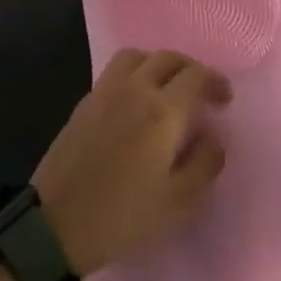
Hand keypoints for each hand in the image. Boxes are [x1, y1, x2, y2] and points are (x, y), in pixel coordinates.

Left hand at [31, 49, 231, 275]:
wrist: (55, 224)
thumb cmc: (122, 216)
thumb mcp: (178, 202)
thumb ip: (204, 164)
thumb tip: (213, 138)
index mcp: (162, 111)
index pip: (196, 76)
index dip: (215, 81)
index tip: (224, 99)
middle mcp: (134, 89)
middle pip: (167, 58)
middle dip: (190, 69)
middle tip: (202, 93)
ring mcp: (105, 92)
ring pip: (138, 56)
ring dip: (159, 64)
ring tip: (168, 90)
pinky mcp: (84, 102)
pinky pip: (116, 70)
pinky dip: (135, 73)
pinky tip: (138, 102)